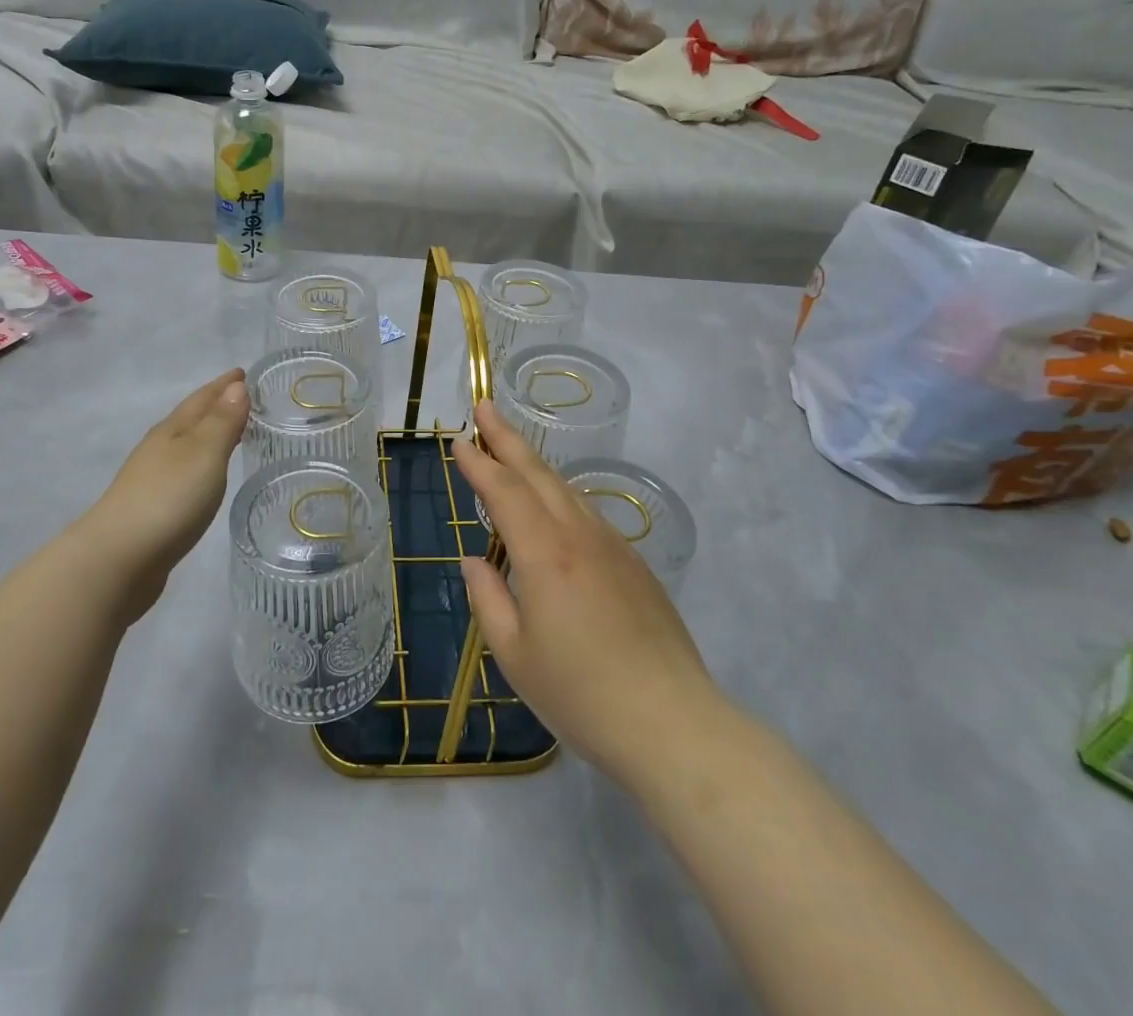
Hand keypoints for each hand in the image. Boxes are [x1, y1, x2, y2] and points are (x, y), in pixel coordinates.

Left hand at [79, 369, 248, 621]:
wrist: (119, 559)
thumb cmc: (168, 498)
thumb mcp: (204, 454)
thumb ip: (222, 422)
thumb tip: (236, 386)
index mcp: (172, 430)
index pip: (202, 399)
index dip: (224, 385)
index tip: (244, 373)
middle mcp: (160, 449)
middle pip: (192, 419)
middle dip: (217, 407)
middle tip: (246, 399)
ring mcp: (153, 479)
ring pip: (187, 447)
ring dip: (209, 436)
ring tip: (234, 434)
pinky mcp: (153, 509)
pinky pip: (185, 474)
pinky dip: (202, 465)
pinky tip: (208, 477)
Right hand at [453, 400, 726, 800]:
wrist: (674, 724)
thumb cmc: (582, 695)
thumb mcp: (515, 654)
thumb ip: (489, 599)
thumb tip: (474, 560)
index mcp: (545, 553)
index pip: (504, 491)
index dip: (479, 463)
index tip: (459, 439)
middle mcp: (580, 536)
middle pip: (538, 473)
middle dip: (508, 438)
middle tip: (485, 406)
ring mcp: (613, 547)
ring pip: (566, 490)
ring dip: (535, 465)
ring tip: (512, 450)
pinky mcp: (635, 566)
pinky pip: (588, 514)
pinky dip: (561, 495)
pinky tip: (554, 506)